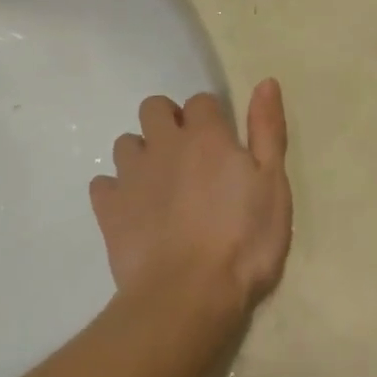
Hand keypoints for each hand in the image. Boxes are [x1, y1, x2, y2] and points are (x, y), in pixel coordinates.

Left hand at [90, 80, 292, 334]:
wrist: (188, 295)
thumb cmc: (244, 241)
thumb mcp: (273, 184)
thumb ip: (268, 130)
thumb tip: (266, 81)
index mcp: (206, 136)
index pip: (201, 101)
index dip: (211, 118)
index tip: (222, 144)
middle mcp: (163, 144)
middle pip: (154, 108)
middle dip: (168, 121)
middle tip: (188, 156)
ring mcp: (131, 175)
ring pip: (125, 143)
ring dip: (141, 154)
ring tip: (160, 185)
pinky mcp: (108, 208)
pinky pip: (103, 184)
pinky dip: (116, 191)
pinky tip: (132, 211)